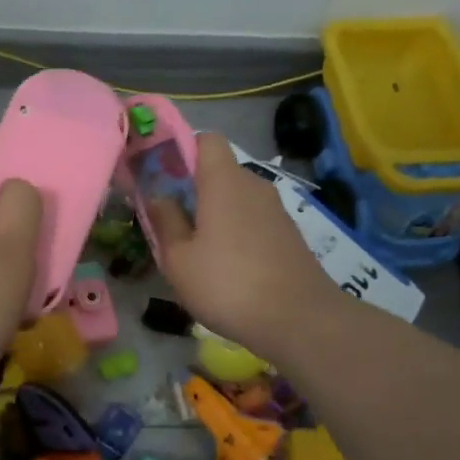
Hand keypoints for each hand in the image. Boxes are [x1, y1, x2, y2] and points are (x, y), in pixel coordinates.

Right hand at [148, 132, 339, 357]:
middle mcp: (253, 185)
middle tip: (171, 221)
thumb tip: (159, 196)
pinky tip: (227, 267)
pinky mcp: (289, 235)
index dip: (182, 150)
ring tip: (197, 251)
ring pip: (236, 198)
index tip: (163, 176)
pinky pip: (253, 220)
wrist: (300, 321)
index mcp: (224, 181)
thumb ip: (165, 221)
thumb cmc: (228, 284)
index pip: (206, 139)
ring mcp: (276, 211)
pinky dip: (236, 232)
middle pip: (219, 171)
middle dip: (193, 188)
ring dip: (215, 214)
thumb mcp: (179, 259)